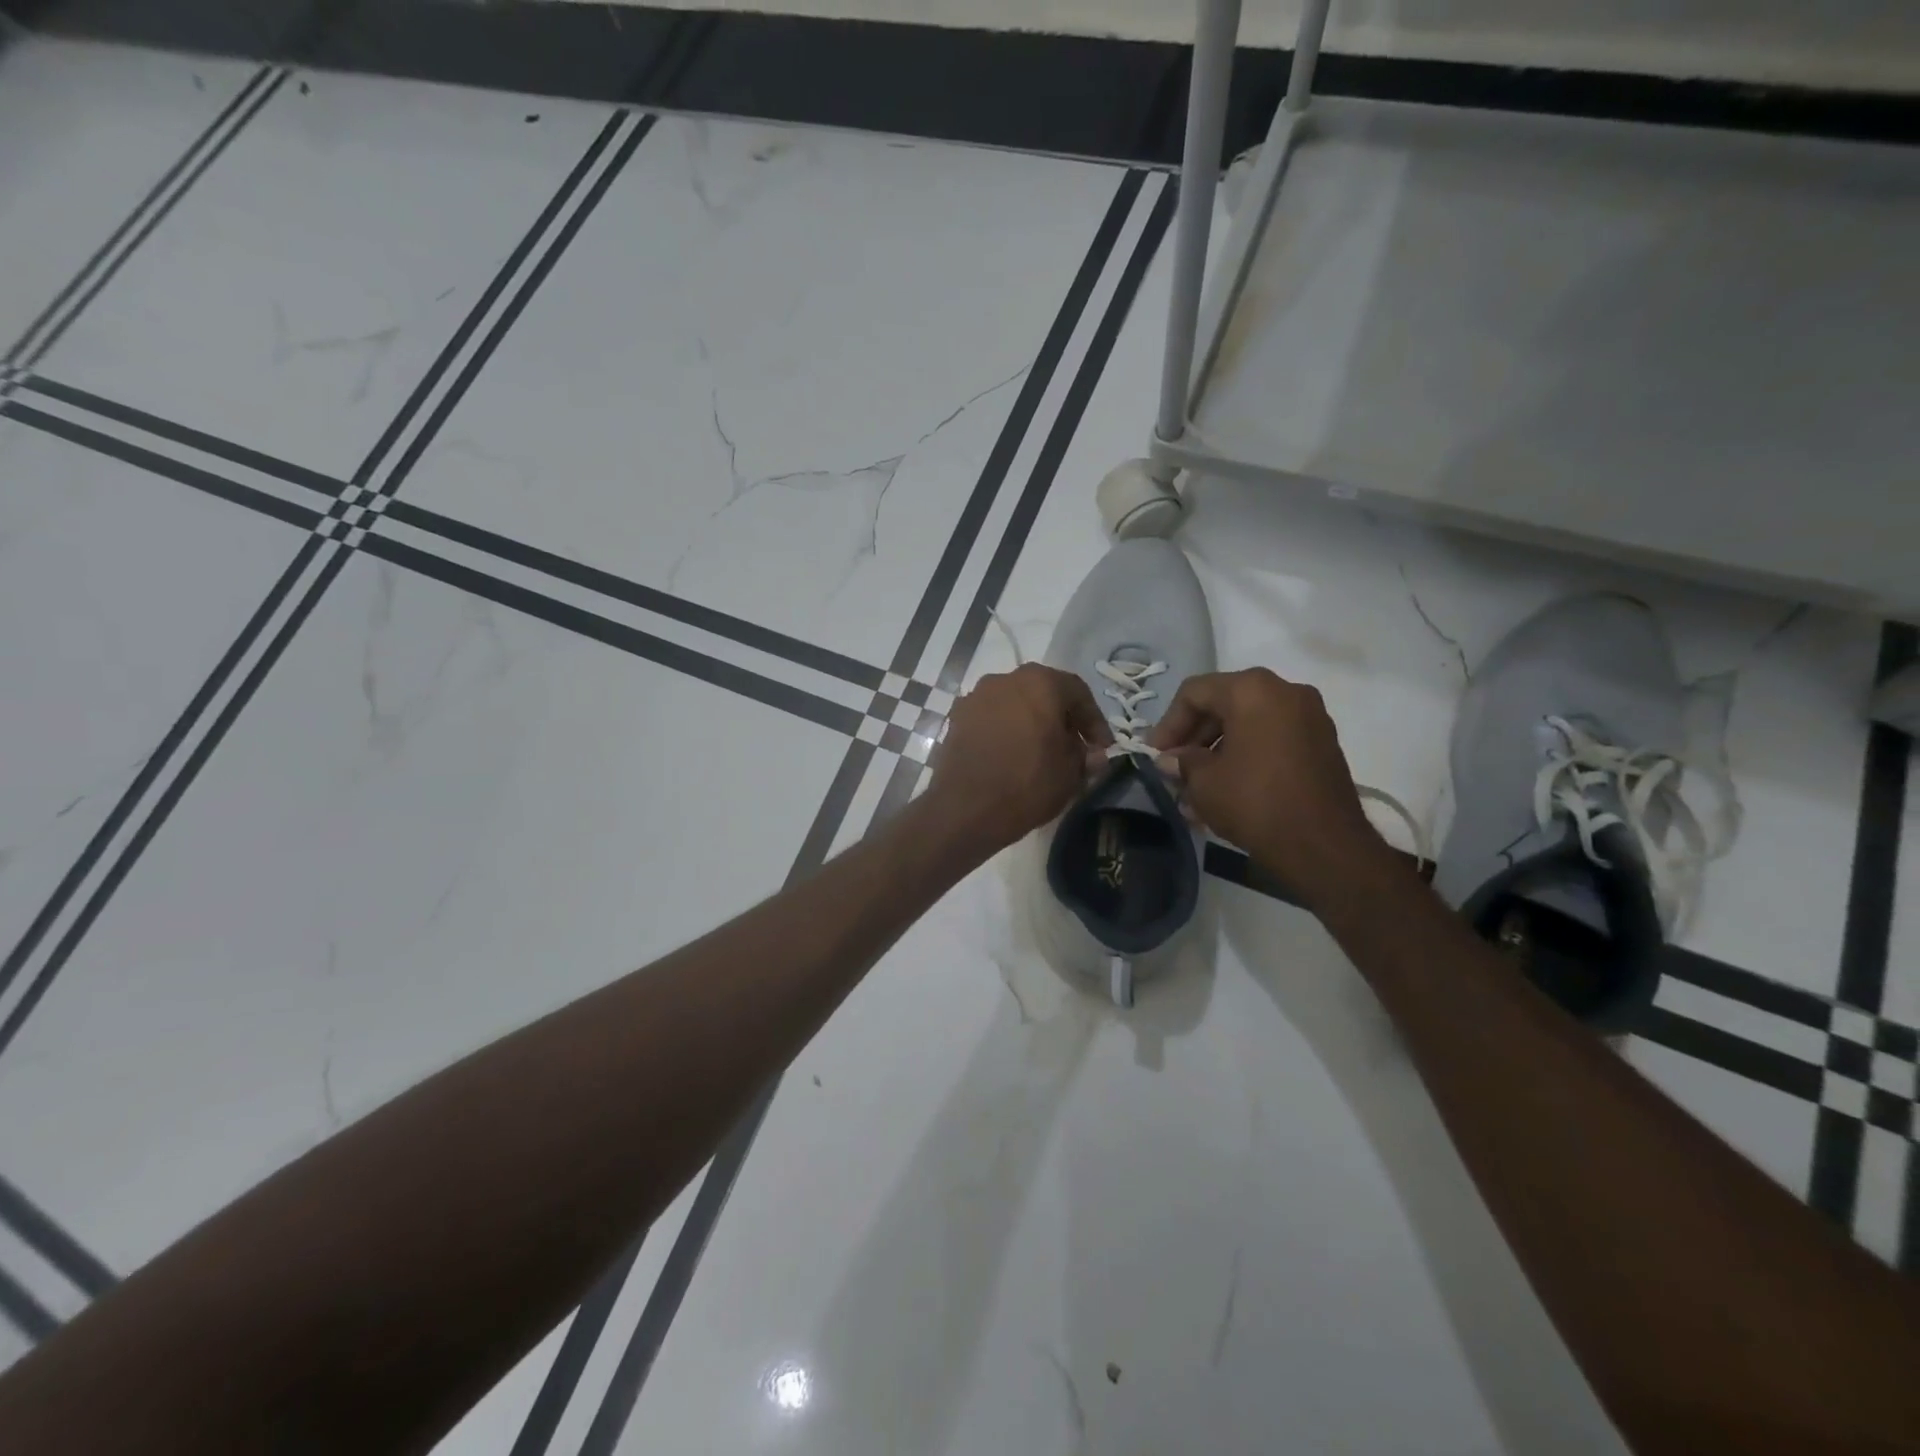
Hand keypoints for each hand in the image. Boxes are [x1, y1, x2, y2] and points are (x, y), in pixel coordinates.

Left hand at [927, 664, 1111, 853]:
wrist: (965, 808)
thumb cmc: (1027, 784)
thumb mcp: (1071, 774)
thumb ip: (1085, 756)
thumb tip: (1092, 754)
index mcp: (1040, 682)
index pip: (1078, 692)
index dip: (1094, 721)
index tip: (1101, 747)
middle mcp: (1005, 679)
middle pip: (1044, 693)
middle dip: (1061, 719)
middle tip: (1073, 747)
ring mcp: (976, 696)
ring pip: (1015, 704)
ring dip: (1031, 723)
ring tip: (1040, 752)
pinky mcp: (956, 718)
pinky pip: (991, 718)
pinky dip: (1005, 731)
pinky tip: (1010, 755)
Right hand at [1151, 668, 1394, 908]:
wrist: (1324, 846)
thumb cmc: (1255, 802)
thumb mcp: (1204, 782)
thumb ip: (1182, 762)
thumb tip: (1170, 760)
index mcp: (1252, 690)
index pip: (1194, 693)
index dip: (1167, 724)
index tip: (1154, 755)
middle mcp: (1285, 691)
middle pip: (1223, 704)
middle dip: (1193, 738)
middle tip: (1173, 770)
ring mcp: (1309, 716)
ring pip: (1248, 724)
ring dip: (1217, 751)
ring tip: (1195, 788)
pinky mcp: (1322, 744)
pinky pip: (1271, 739)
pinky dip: (1246, 756)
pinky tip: (1226, 790)